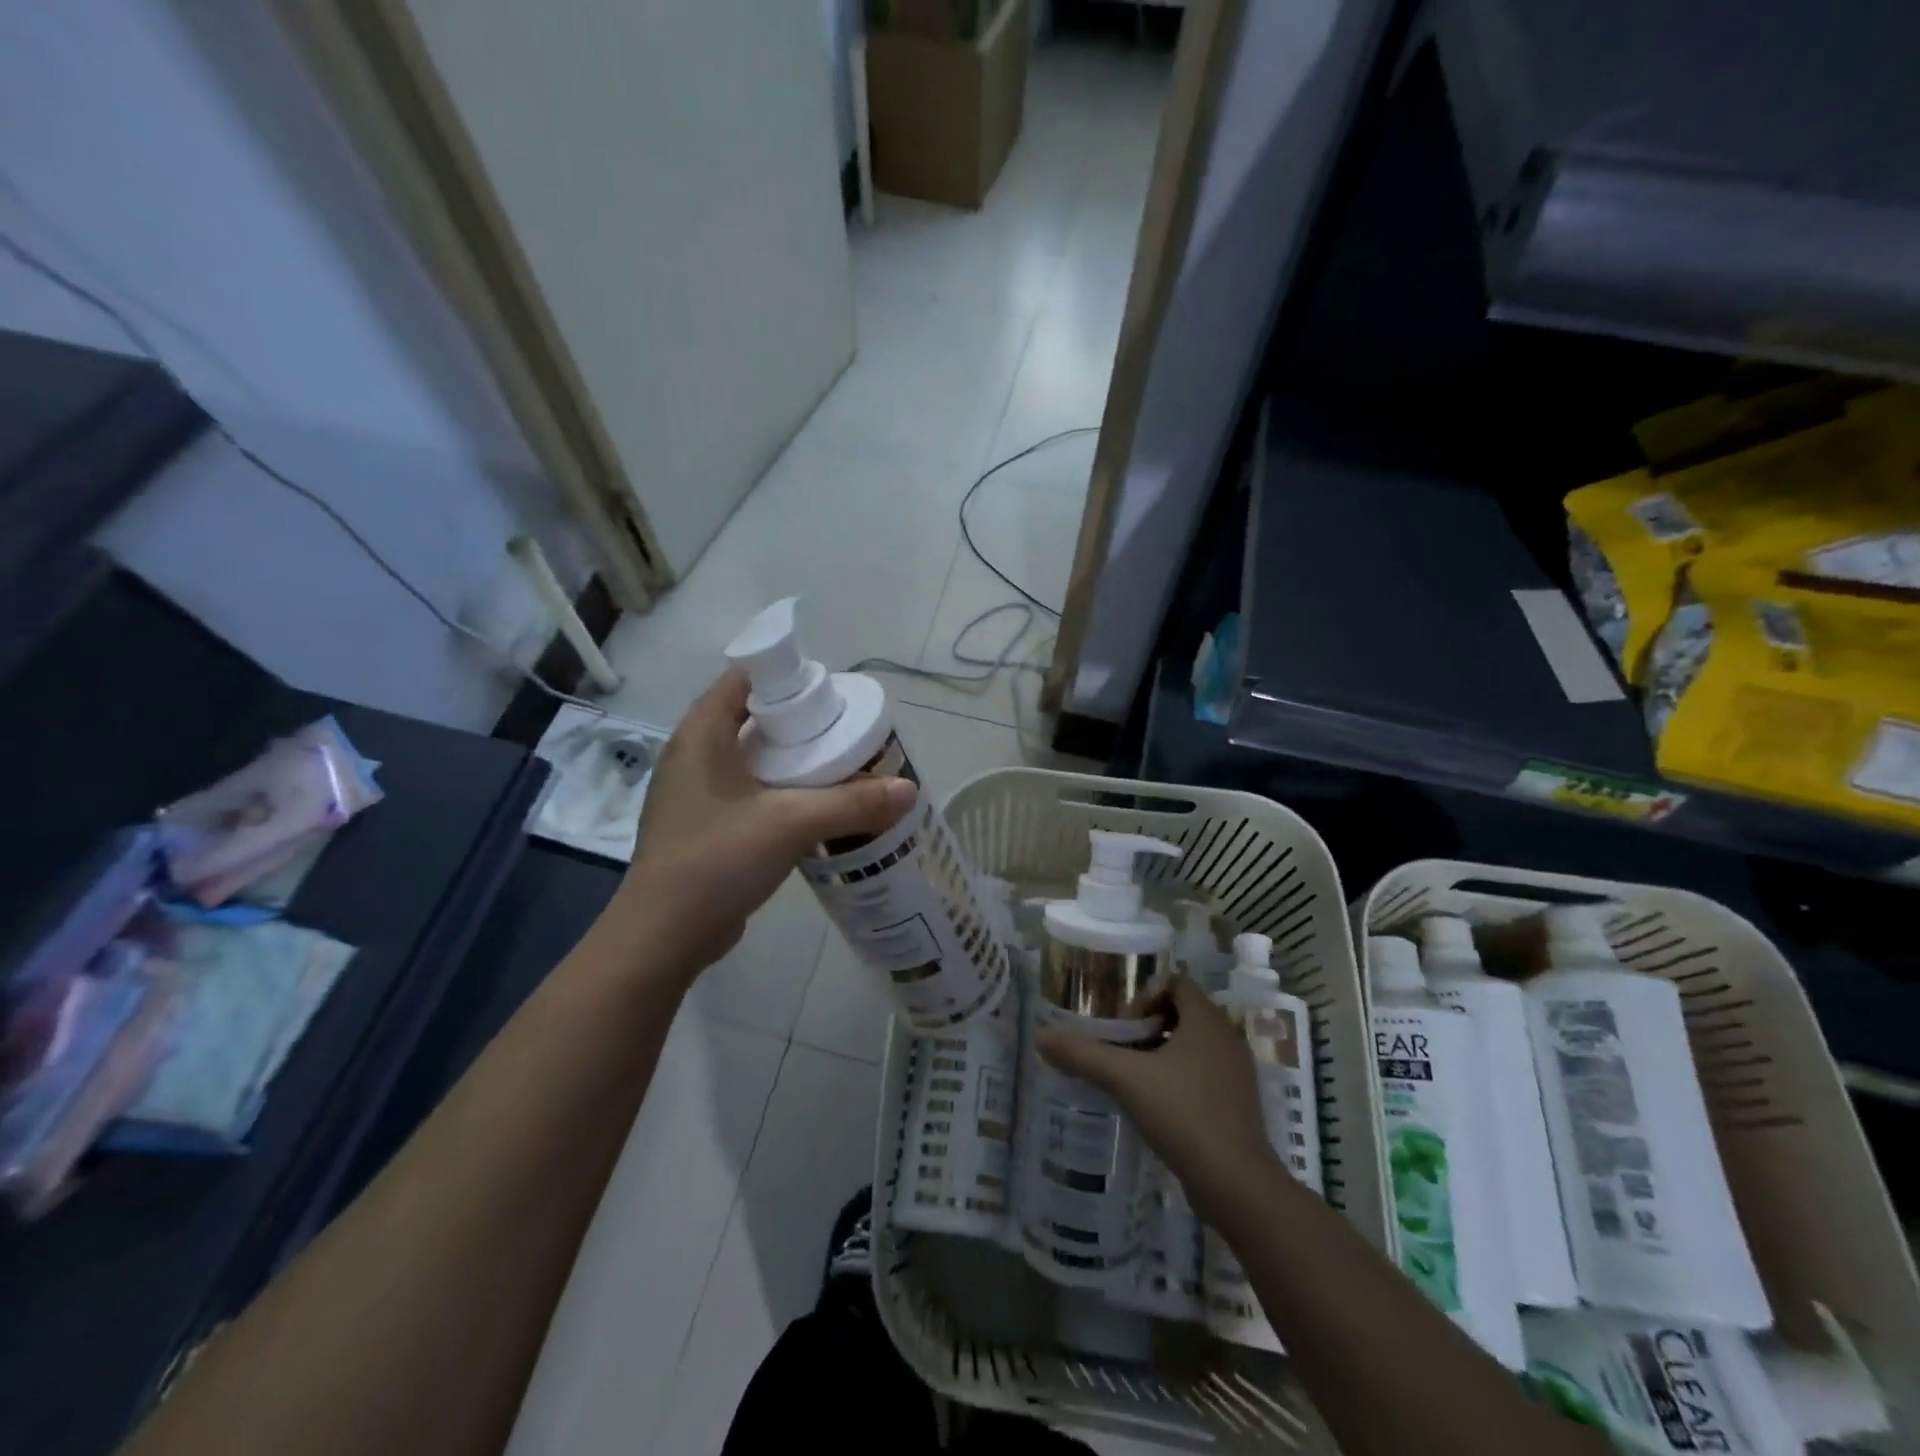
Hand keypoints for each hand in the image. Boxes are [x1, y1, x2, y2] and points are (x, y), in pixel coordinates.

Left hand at [608, 671, 914, 979]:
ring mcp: (696, 793)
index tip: (831, 691)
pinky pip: (750, 792)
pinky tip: (815, 805)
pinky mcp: (706, 826)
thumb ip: (853, 803)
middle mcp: (694, 755)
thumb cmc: (716, 860)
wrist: (663, 936)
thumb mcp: (790, 823)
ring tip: (840, 763)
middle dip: (800, 720)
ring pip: (753, 758)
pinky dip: (781, 790)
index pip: (744, 679)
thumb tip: (909, 790)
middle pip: (752, 718)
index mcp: (701, 734)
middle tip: (847, 728)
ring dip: (793, 759)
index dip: (787, 677)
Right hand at [1036, 976, 1280, 1224]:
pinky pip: (1204, 1073)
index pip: (1176, 982)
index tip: (1124, 1027)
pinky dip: (1179, 1078)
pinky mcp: (1238, 1103)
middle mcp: (1226, 1037)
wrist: (1237, 1184)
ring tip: (1133, 1078)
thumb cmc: (1183, 1114)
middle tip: (1122, 1050)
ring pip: (1193, 1045)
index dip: (1145, 996)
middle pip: (1182, 1012)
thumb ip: (1083, 1055)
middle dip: (1148, 1025)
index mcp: (1207, 1020)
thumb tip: (1041, 1036)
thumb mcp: (1125, 1079)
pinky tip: (1157, 1106)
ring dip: (1162, 1052)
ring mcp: (1236, 1072)